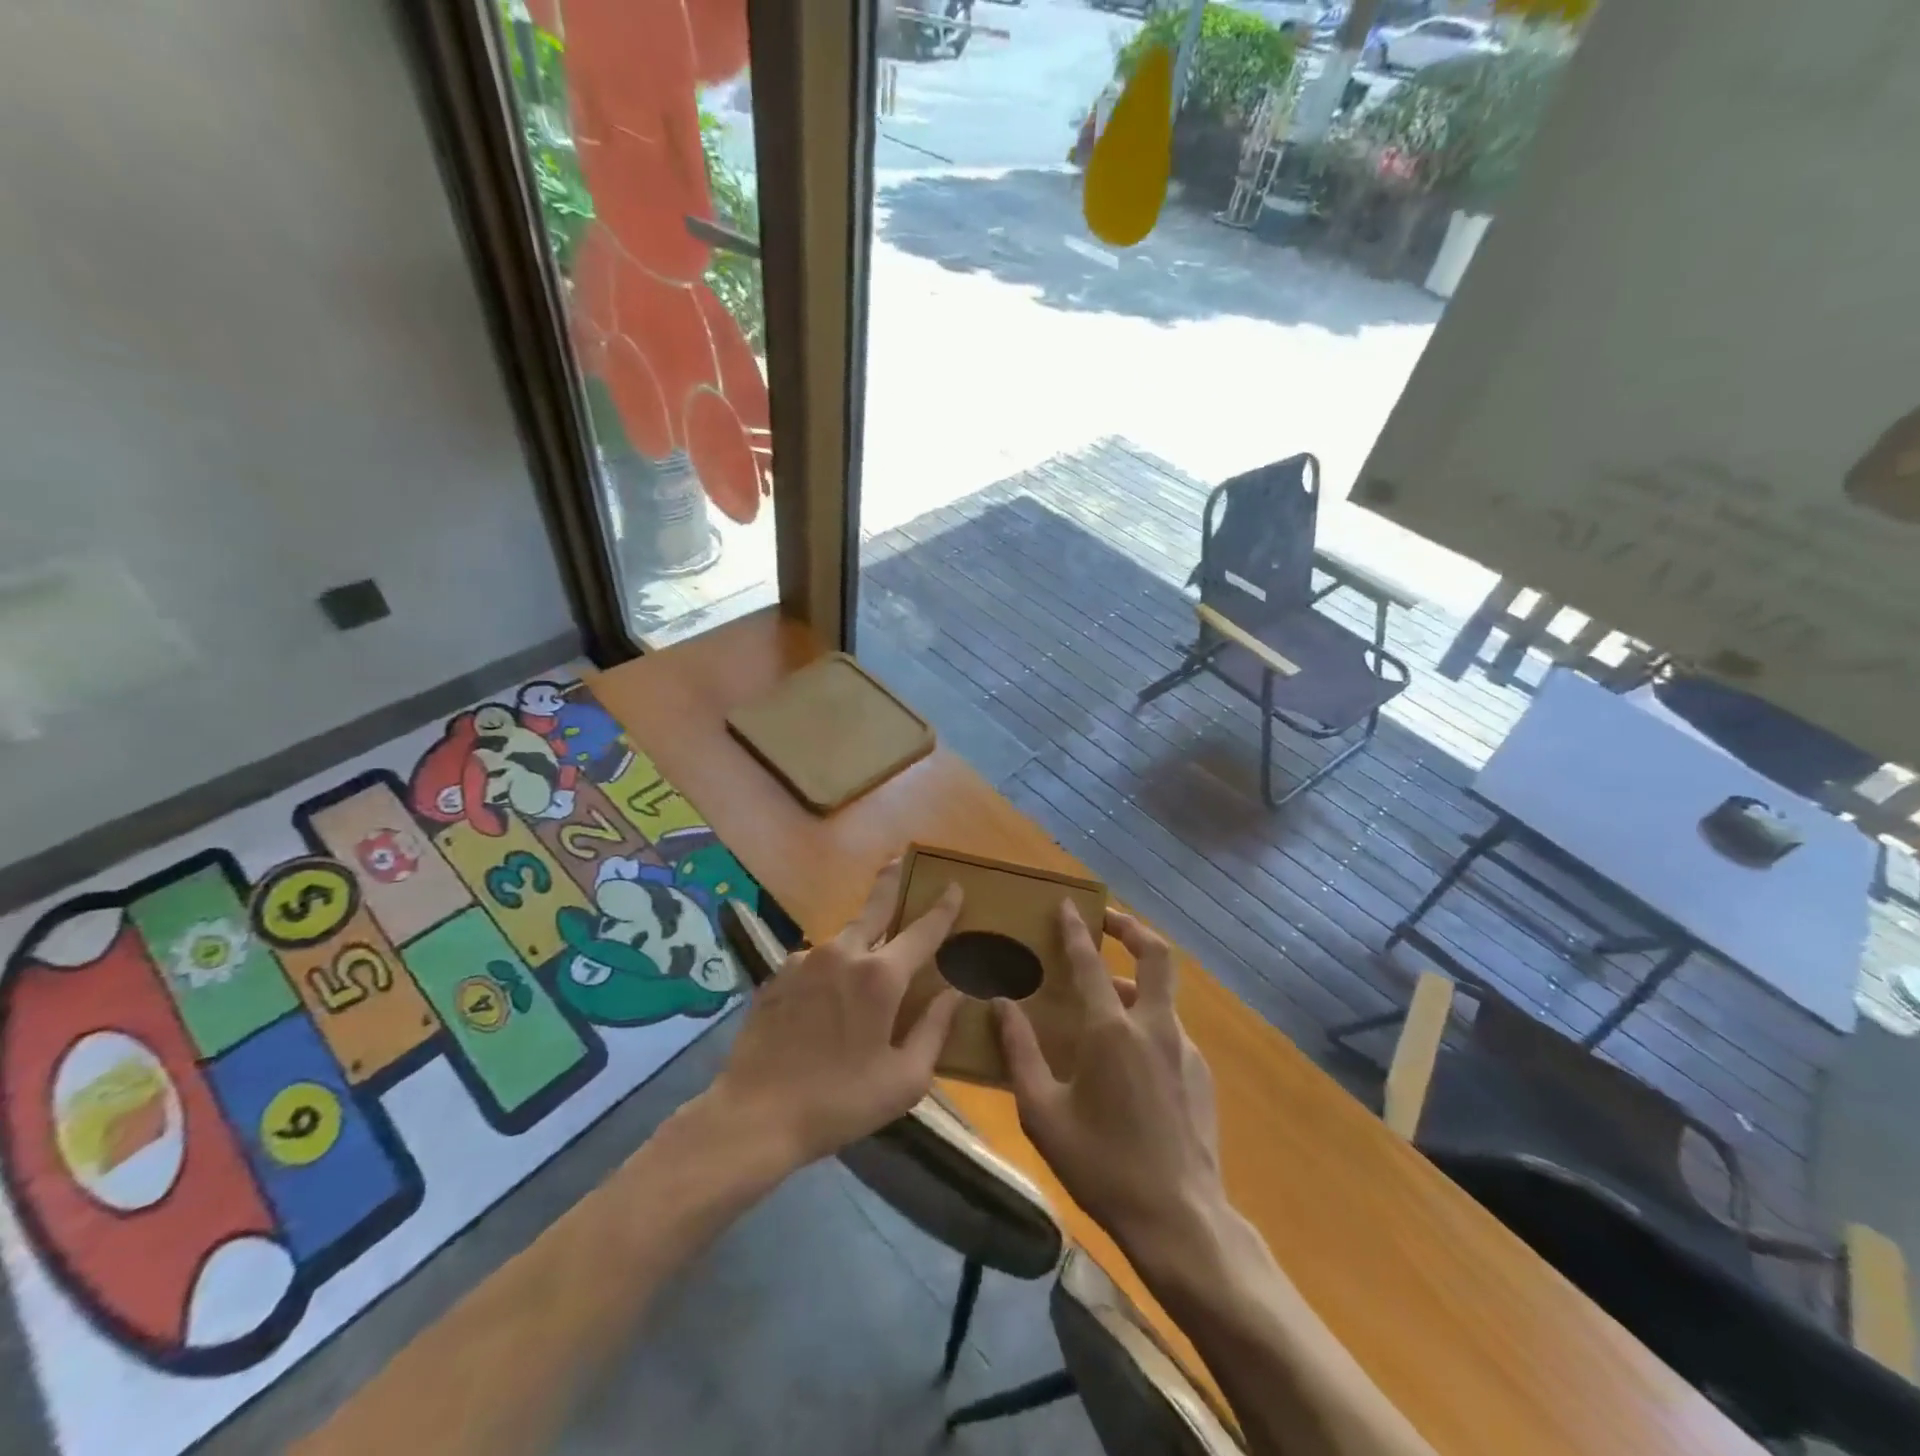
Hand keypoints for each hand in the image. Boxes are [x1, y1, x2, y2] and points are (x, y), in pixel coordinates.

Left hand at [705, 860, 963, 1169]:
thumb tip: (956, 993)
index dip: (942, 908)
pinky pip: (817, 960)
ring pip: (844, 937)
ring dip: (861, 936)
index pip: (922, 930)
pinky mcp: (778, 974)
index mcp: (881, 976)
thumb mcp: (905, 1079)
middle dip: (891, 881)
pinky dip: (832, 966)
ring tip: (869, 956)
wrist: (755, 1115)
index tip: (954, 886)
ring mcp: (806, 960)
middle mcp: (844, 954)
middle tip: (900, 860)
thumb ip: (935, 1029)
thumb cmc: (840, 1102)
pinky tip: (829, 995)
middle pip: (875, 907)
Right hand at [996, 903, 1225, 1255]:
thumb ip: (1020, 1052)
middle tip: (1106, 922)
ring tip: (1104, 1005)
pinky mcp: (1201, 1074)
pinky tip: (1127, 1061)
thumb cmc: (1101, 1165)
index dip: (1076, 929)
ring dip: (1134, 985)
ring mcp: (1184, 1049)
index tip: (1068, 904)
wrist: (1180, 1219)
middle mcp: (1154, 1027)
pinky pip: (1170, 1031)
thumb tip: (1002, 1005)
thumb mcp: (1043, 1113)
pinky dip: (1147, 1024)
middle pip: (1156, 955)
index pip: (1090, 963)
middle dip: (1131, 928)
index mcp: (1111, 1031)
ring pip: (1162, 996)